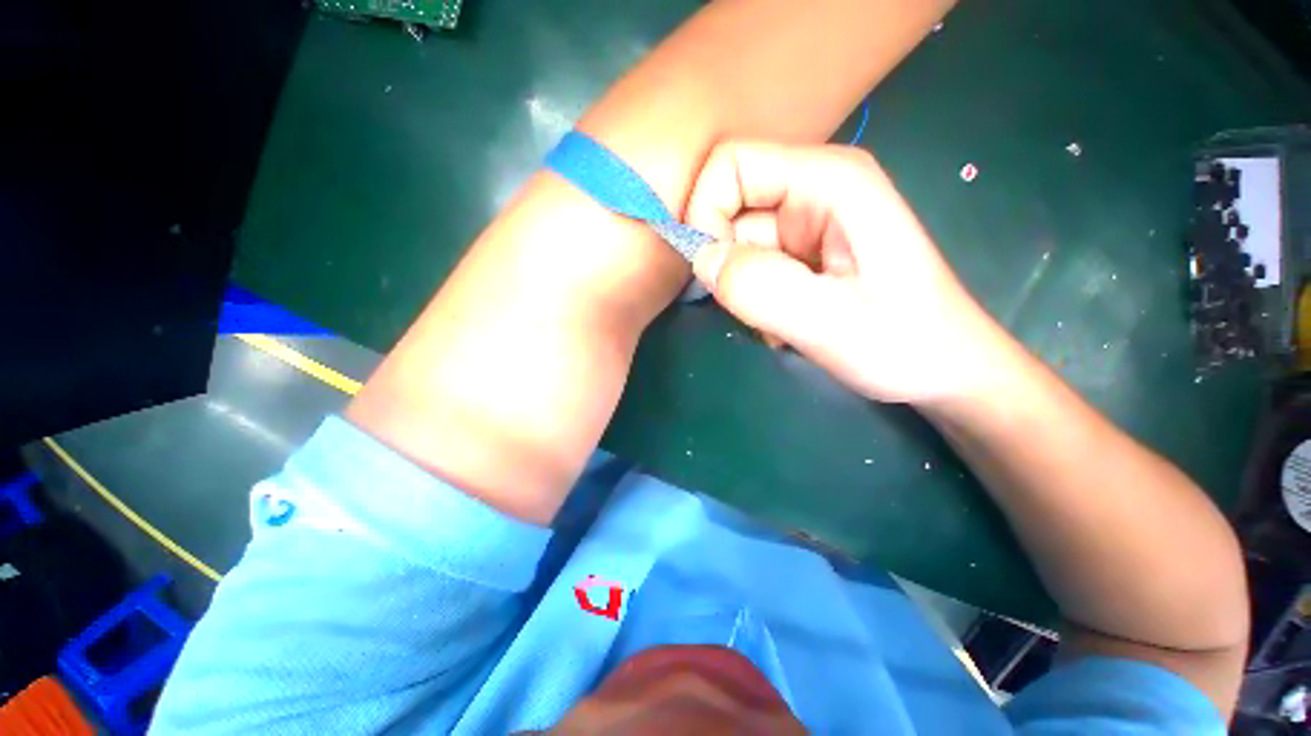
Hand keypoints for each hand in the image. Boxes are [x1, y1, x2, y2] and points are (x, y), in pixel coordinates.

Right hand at [685, 142, 1009, 404]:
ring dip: (742, 292)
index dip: (705, 214)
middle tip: (754, 311)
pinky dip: (754, 303)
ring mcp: (807, 227)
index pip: (730, 165)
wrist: (945, 372)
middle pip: (729, 209)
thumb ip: (759, 287)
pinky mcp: (803, 257)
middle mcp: (814, 191)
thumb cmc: (905, 343)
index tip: (710, 273)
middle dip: (727, 266)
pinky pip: (752, 271)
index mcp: (828, 180)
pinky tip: (786, 329)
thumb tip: (702, 261)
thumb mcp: (830, 321)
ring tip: (780, 326)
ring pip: (737, 247)